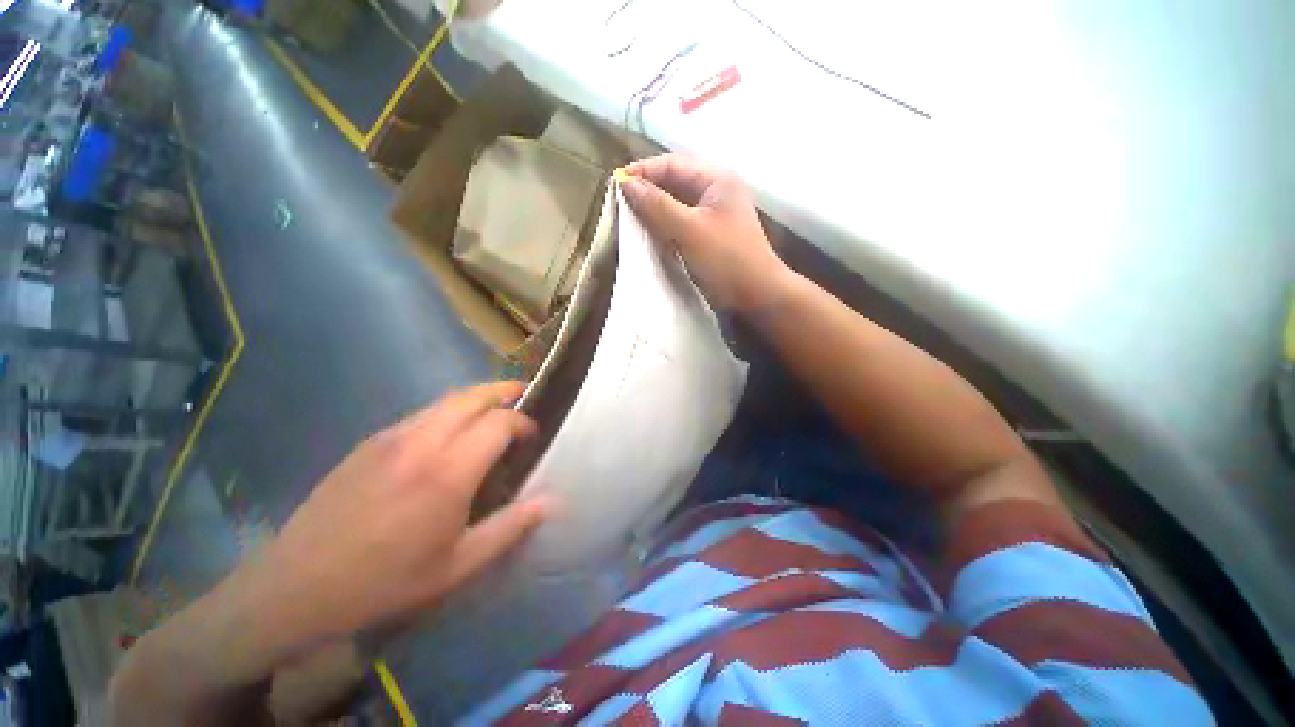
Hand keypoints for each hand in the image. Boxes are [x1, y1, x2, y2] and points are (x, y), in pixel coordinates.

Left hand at [239, 382, 549, 650]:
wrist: (295, 588)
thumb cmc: (385, 582)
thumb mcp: (457, 567)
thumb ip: (509, 528)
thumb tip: (551, 501)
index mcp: (448, 472)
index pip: (500, 422)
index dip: (522, 422)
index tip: (531, 436)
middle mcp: (422, 442)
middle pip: (472, 396)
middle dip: (503, 390)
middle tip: (521, 395)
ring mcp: (390, 438)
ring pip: (445, 400)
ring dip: (475, 397)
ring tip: (491, 409)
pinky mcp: (368, 443)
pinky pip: (420, 414)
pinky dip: (447, 411)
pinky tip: (447, 433)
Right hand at [620, 154, 792, 311]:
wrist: (758, 295)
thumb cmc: (726, 259)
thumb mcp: (688, 230)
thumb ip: (657, 205)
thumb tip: (626, 183)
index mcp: (716, 179)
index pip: (672, 164)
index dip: (643, 171)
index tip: (615, 185)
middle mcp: (717, 191)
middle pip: (675, 182)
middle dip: (648, 190)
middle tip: (620, 203)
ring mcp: (716, 214)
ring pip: (678, 204)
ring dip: (655, 209)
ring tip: (630, 218)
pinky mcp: (712, 235)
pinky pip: (683, 222)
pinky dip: (666, 226)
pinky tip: (652, 235)